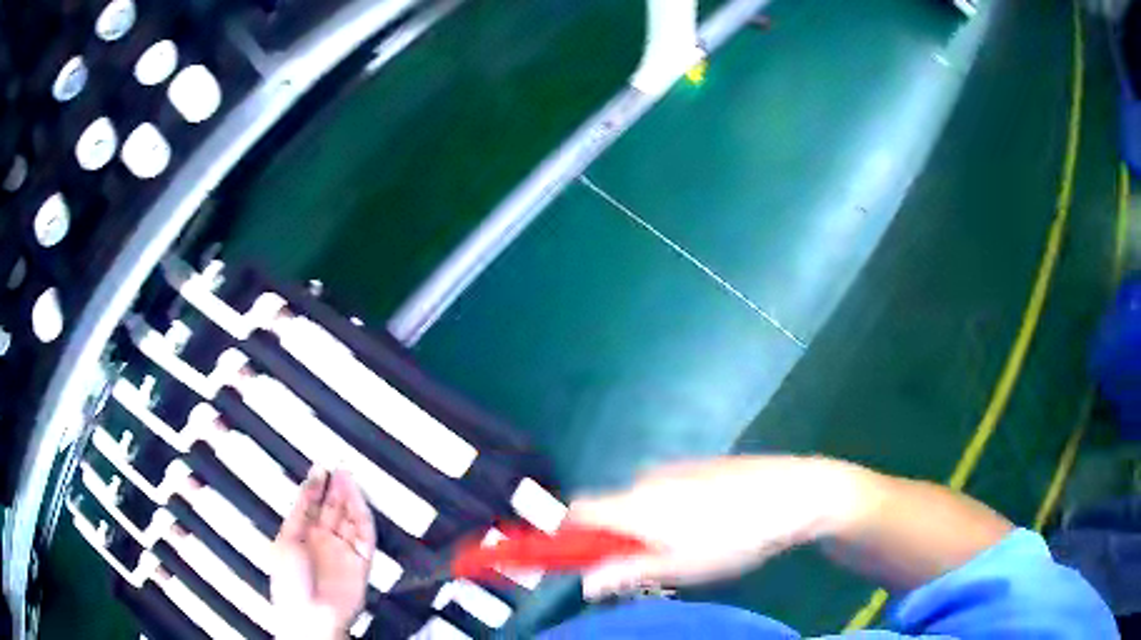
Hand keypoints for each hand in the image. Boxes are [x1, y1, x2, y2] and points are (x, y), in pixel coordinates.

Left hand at [271, 468, 375, 639]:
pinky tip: (357, 499)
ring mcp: (342, 551)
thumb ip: (300, 510)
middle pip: (332, 508)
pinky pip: (365, 534)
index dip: (316, 484)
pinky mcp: (361, 561)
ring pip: (349, 517)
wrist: (310, 615)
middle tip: (339, 466)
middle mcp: (322, 541)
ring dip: (350, 496)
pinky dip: (363, 514)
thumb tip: (309, 484)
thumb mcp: (286, 538)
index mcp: (301, 536)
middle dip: (335, 486)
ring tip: (348, 475)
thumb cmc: (290, 583)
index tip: (321, 467)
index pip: (311, 504)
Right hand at [565, 456, 867, 598]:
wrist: (793, 492)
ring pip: (641, 501)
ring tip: (686, 549)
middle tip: (646, 566)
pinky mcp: (700, 465)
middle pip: (610, 509)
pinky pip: (667, 490)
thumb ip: (627, 572)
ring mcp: (676, 469)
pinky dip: (670, 511)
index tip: (578, 560)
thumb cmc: (733, 537)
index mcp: (635, 504)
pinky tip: (709, 525)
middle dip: (616, 538)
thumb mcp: (680, 566)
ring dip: (646, 526)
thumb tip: (585, 583)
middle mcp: (647, 479)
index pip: (577, 511)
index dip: (568, 534)